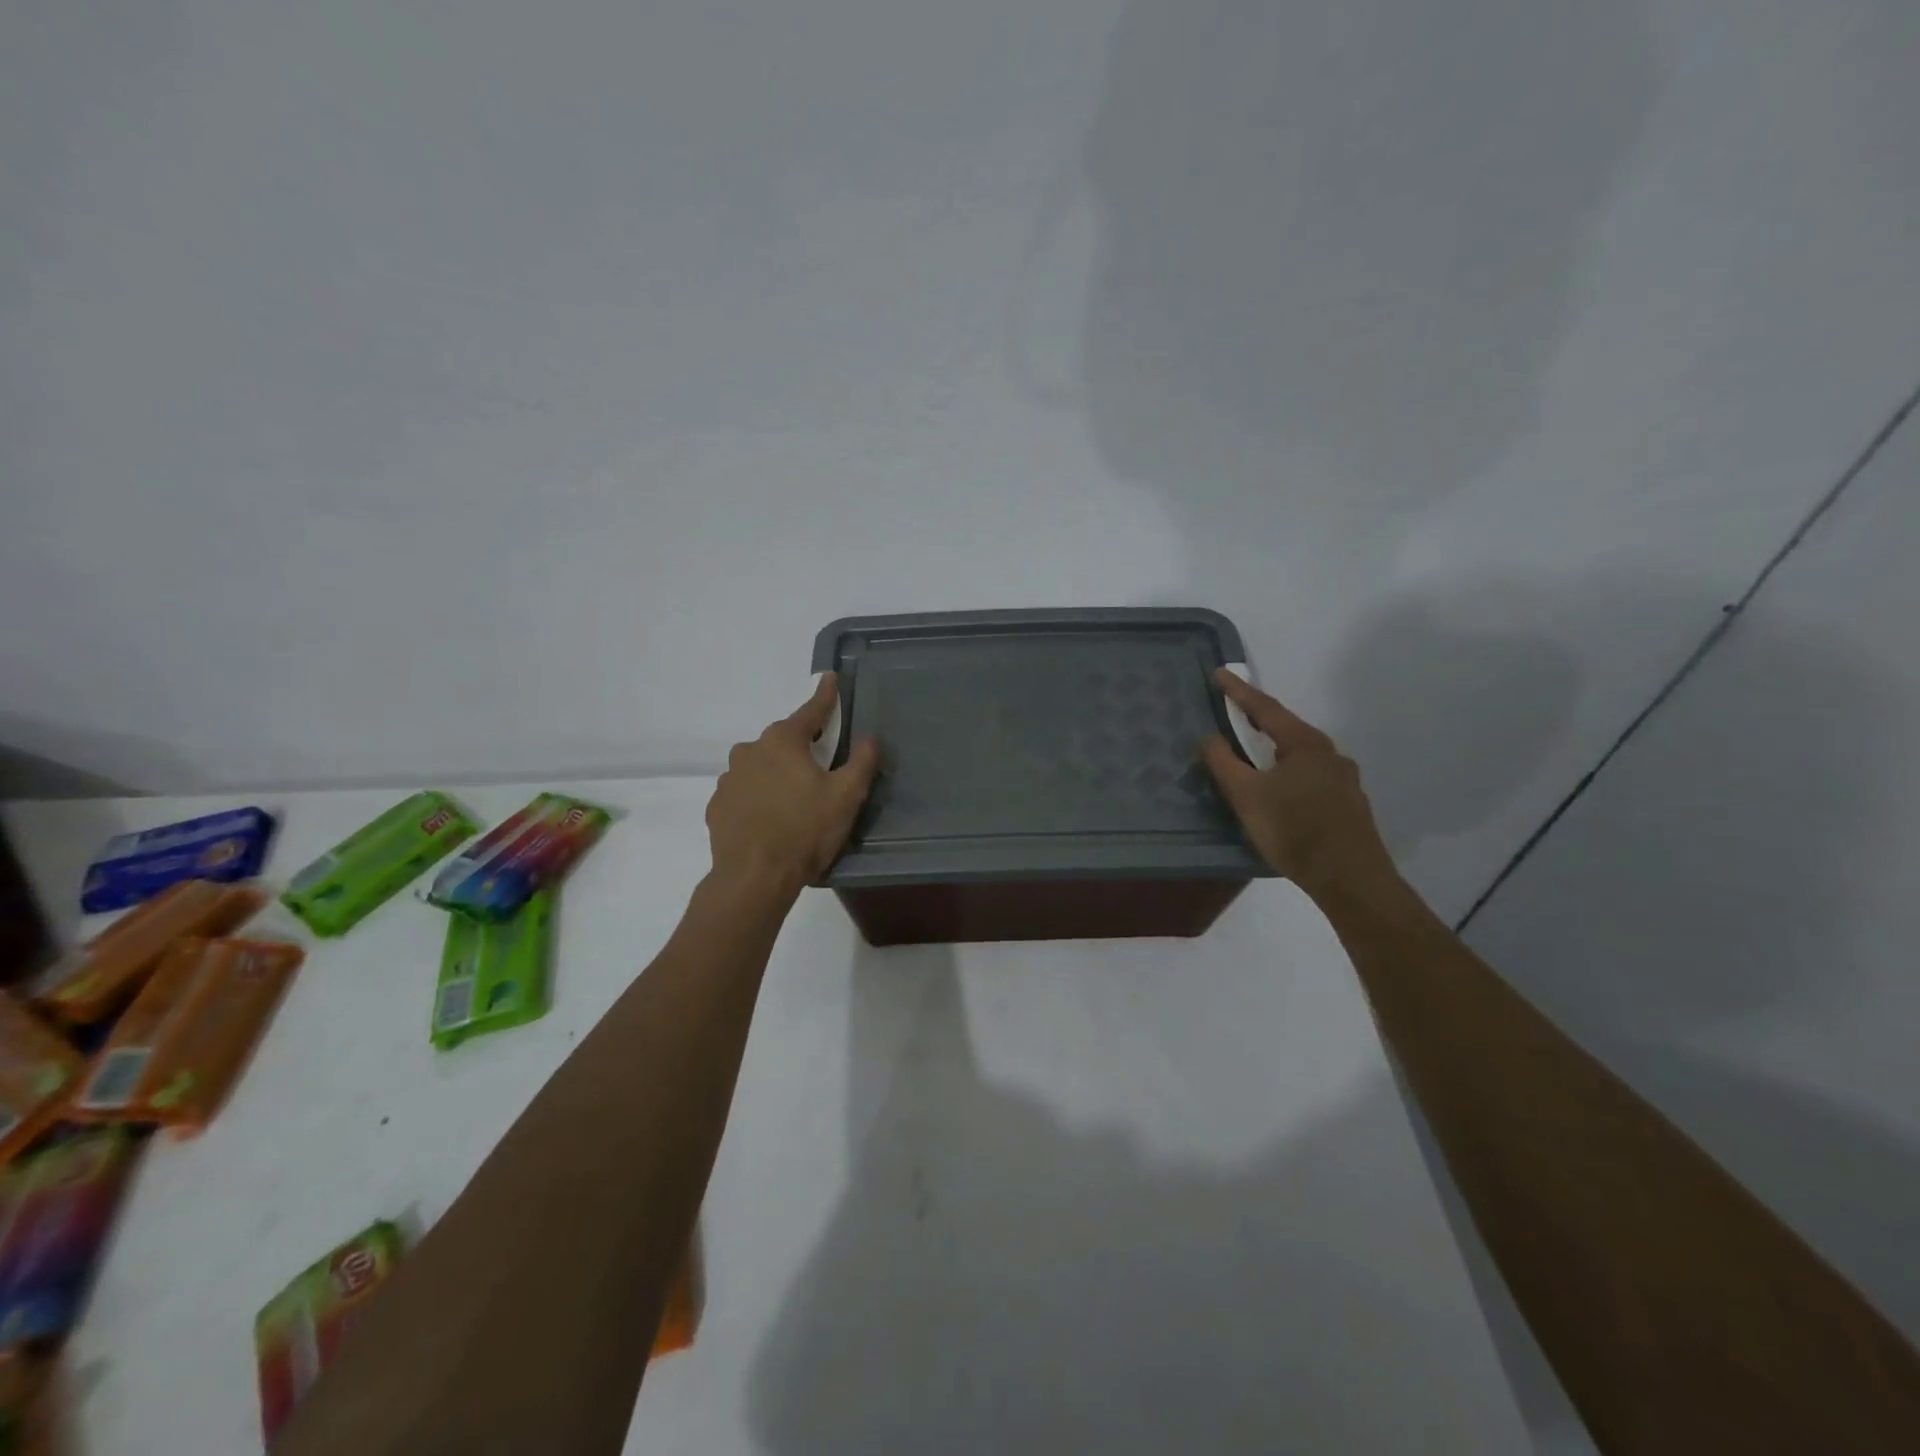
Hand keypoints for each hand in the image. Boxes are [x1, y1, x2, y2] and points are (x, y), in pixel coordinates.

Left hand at [706, 674, 880, 897]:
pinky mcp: (718, 806)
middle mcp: (750, 751)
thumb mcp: (846, 796)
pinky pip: (744, 792)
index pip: (810, 711)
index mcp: (783, 741)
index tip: (830, 678)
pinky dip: (758, 797)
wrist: (754, 877)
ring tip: (795, 801)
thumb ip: (862, 761)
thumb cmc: (805, 830)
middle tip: (821, 766)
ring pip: (761, 766)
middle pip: (783, 740)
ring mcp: (729, 779)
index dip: (825, 696)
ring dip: (777, 773)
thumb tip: (870, 738)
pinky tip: (770, 819)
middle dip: (802, 746)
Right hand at [1200, 670, 1397, 897]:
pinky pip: (1311, 776)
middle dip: (1260, 719)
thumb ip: (1224, 763)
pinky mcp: (1348, 804)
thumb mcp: (1247, 795)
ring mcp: (1344, 780)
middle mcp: (1329, 754)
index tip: (1220, 673)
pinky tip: (1281, 789)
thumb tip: (1208, 737)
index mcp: (1305, 744)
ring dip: (1275, 748)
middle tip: (1235, 710)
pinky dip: (1289, 772)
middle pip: (1287, 729)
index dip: (1239, 691)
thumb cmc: (1293, 830)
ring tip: (1255, 750)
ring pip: (1301, 755)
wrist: (1350, 878)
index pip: (1265, 709)